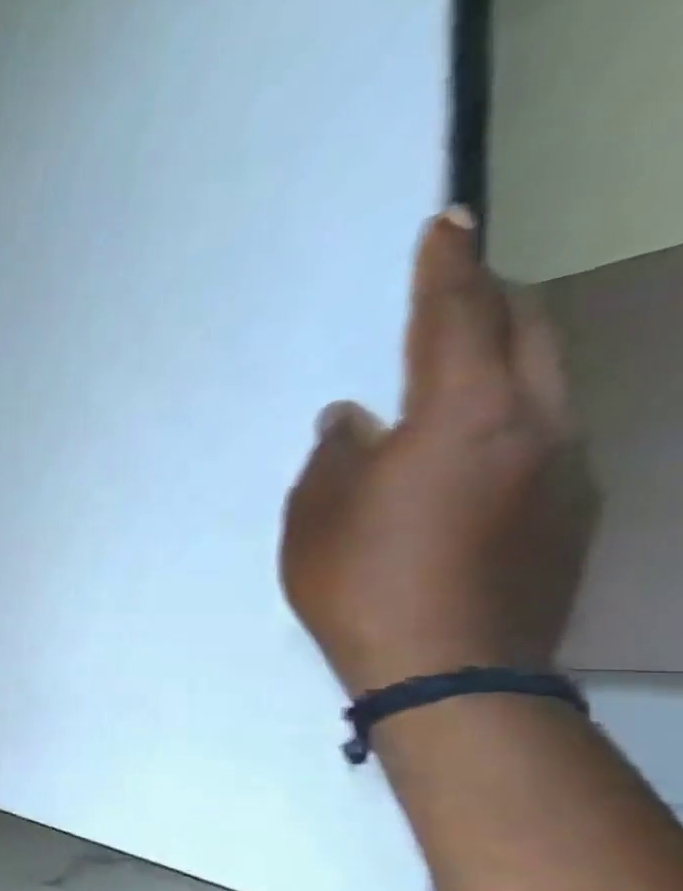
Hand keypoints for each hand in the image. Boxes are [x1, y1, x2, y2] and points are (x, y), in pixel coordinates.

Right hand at [282, 209, 598, 695]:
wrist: (450, 669)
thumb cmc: (360, 584)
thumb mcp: (314, 516)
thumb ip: (335, 455)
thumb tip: (355, 419)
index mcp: (463, 416)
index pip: (457, 317)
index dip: (448, 266)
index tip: (448, 221)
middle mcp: (535, 423)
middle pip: (529, 330)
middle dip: (492, 299)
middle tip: (457, 288)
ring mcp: (569, 465)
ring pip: (548, 379)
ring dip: (505, 359)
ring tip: (455, 374)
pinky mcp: (576, 506)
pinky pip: (547, 432)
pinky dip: (509, 417)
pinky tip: (467, 454)